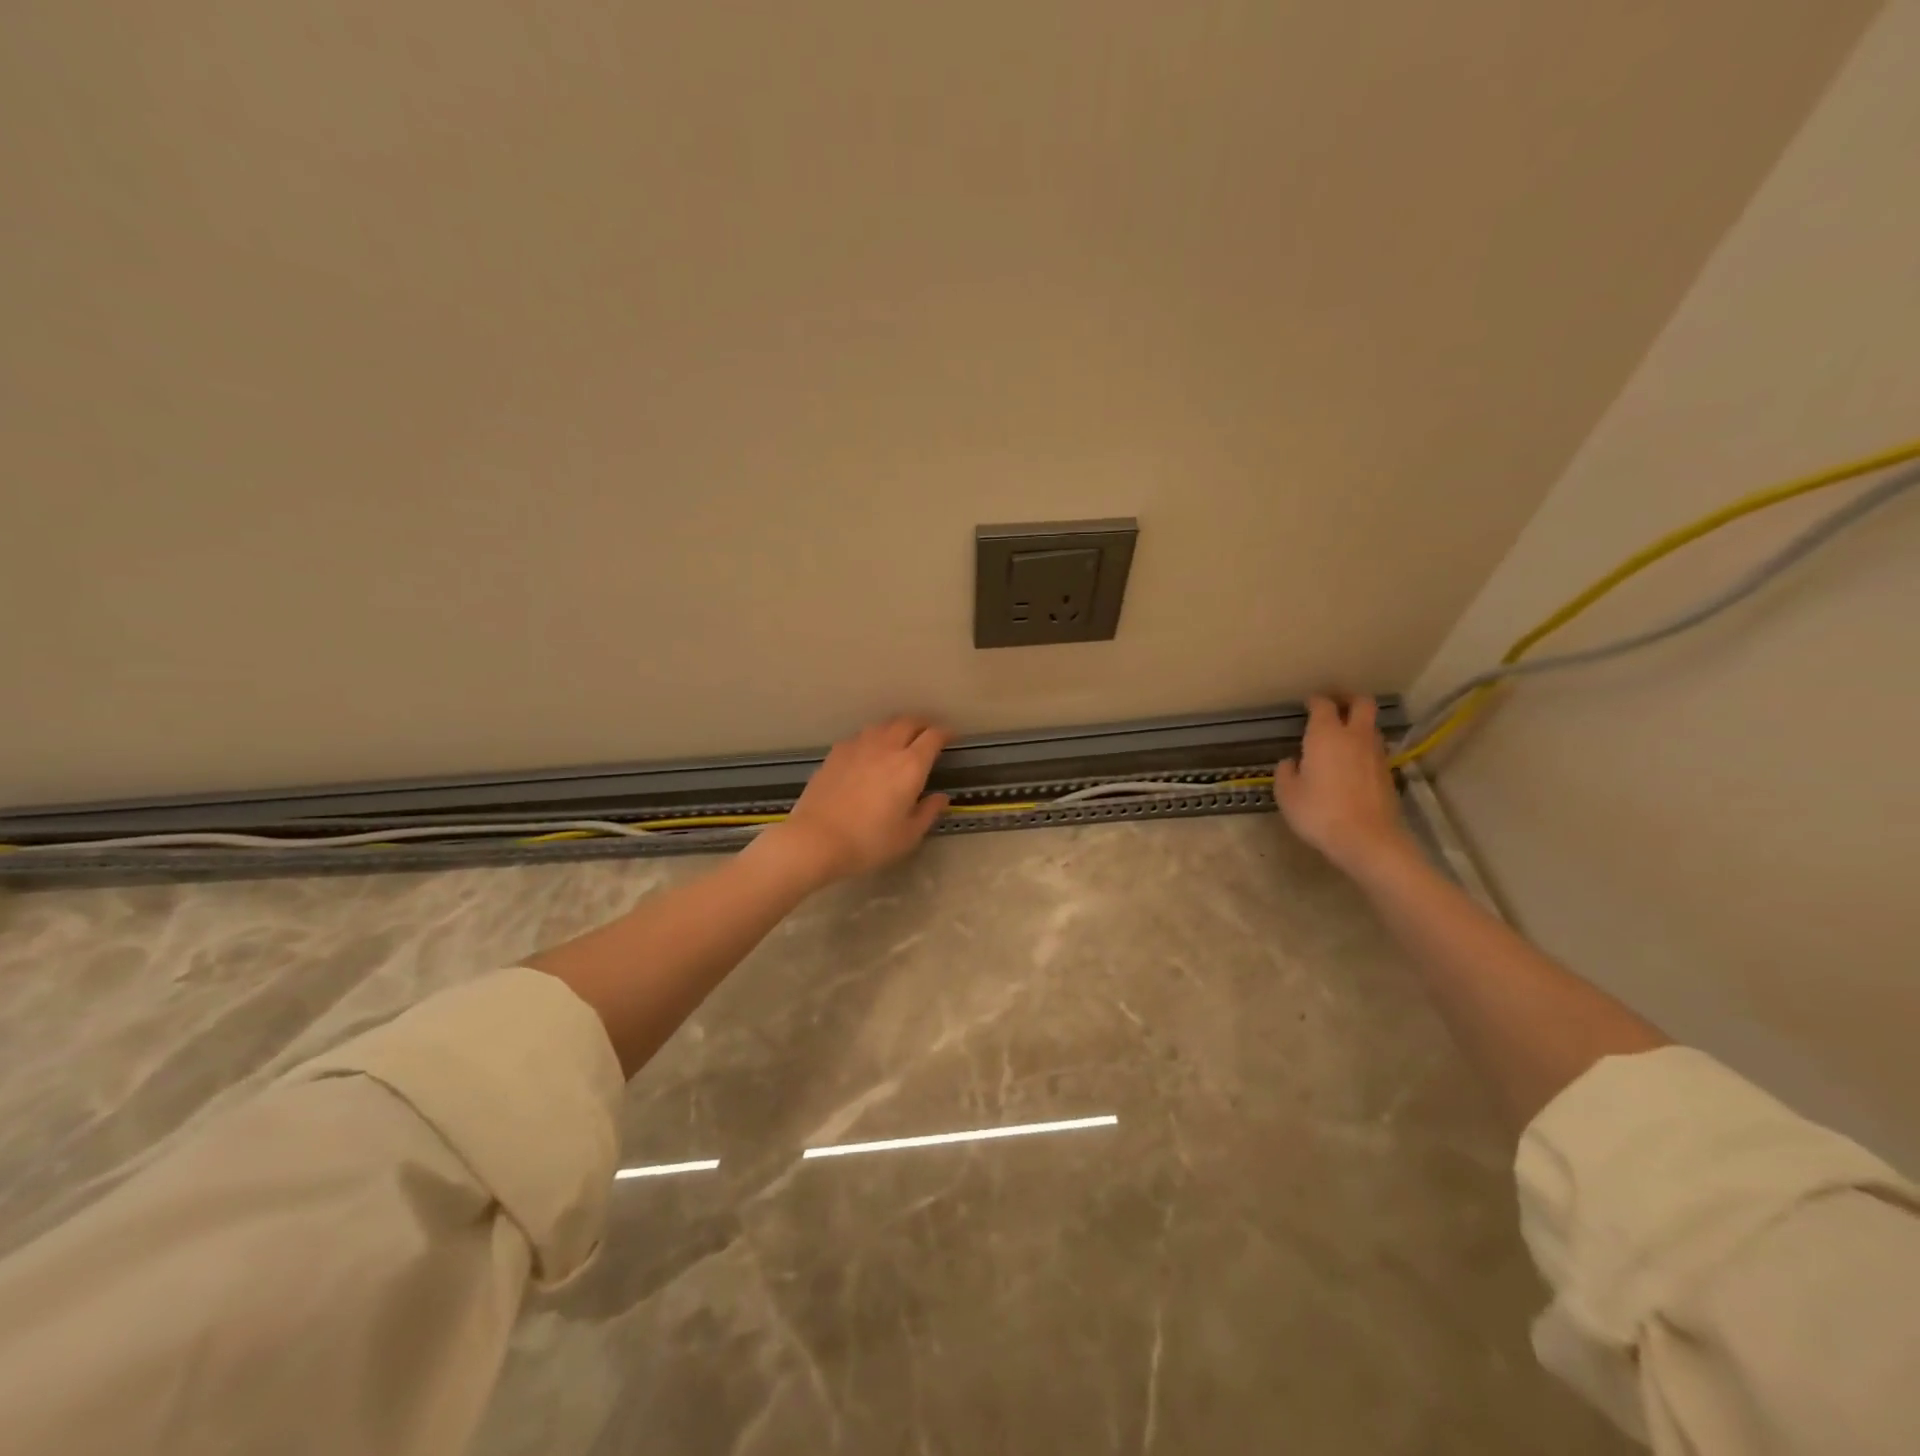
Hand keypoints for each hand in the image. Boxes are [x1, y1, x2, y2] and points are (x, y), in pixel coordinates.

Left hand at [763, 717, 951, 885]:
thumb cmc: (868, 841)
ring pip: (883, 725)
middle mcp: (886, 747)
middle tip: (928, 735)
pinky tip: (869, 751)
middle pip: (908, 722)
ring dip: (897, 728)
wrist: (816, 839)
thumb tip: (941, 798)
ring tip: (900, 739)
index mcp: (910, 765)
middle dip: (922, 724)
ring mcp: (858, 746)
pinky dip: (873, 738)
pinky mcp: (836, 753)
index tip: (951, 737)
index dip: (946, 733)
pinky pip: (861, 736)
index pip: (933, 736)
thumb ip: (928, 812)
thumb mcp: (907, 835)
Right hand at [1274, 695, 1413, 876]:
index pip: (1323, 705)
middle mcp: (1354, 736)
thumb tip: (1291, 762)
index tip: (1308, 703)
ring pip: (1371, 727)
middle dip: (1349, 699)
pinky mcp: (1388, 773)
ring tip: (1342, 737)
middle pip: (1362, 703)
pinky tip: (1352, 764)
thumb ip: (1286, 772)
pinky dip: (1364, 749)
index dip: (1315, 701)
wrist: (1367, 839)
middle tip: (1335, 704)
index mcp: (1326, 735)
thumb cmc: (1319, 812)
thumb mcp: (1287, 794)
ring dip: (1358, 725)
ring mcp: (1376, 754)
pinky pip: (1375, 750)